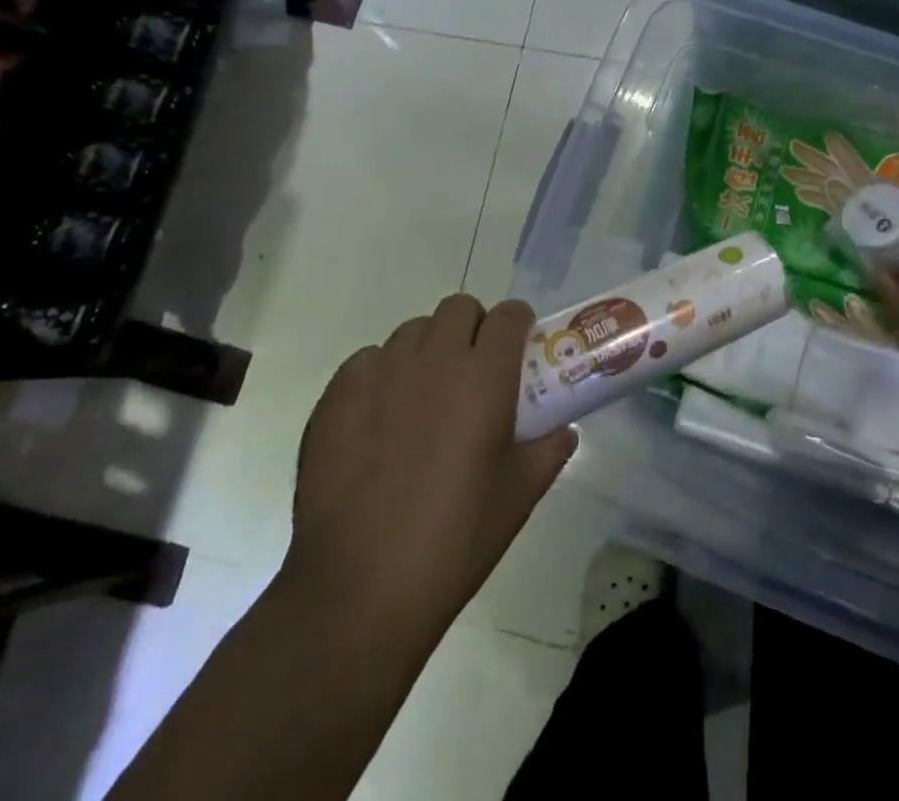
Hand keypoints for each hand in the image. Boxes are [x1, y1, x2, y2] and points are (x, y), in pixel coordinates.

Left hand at [284, 296, 576, 636]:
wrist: (358, 590)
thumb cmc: (454, 539)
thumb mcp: (520, 496)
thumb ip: (549, 449)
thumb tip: (562, 430)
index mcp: (484, 376)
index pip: (509, 315)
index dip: (518, 325)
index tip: (519, 348)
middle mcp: (434, 360)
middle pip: (459, 308)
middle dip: (473, 328)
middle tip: (473, 370)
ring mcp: (380, 375)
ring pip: (412, 331)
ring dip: (428, 348)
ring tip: (425, 395)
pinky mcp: (335, 398)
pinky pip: (366, 361)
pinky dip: (381, 374)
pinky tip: (380, 418)